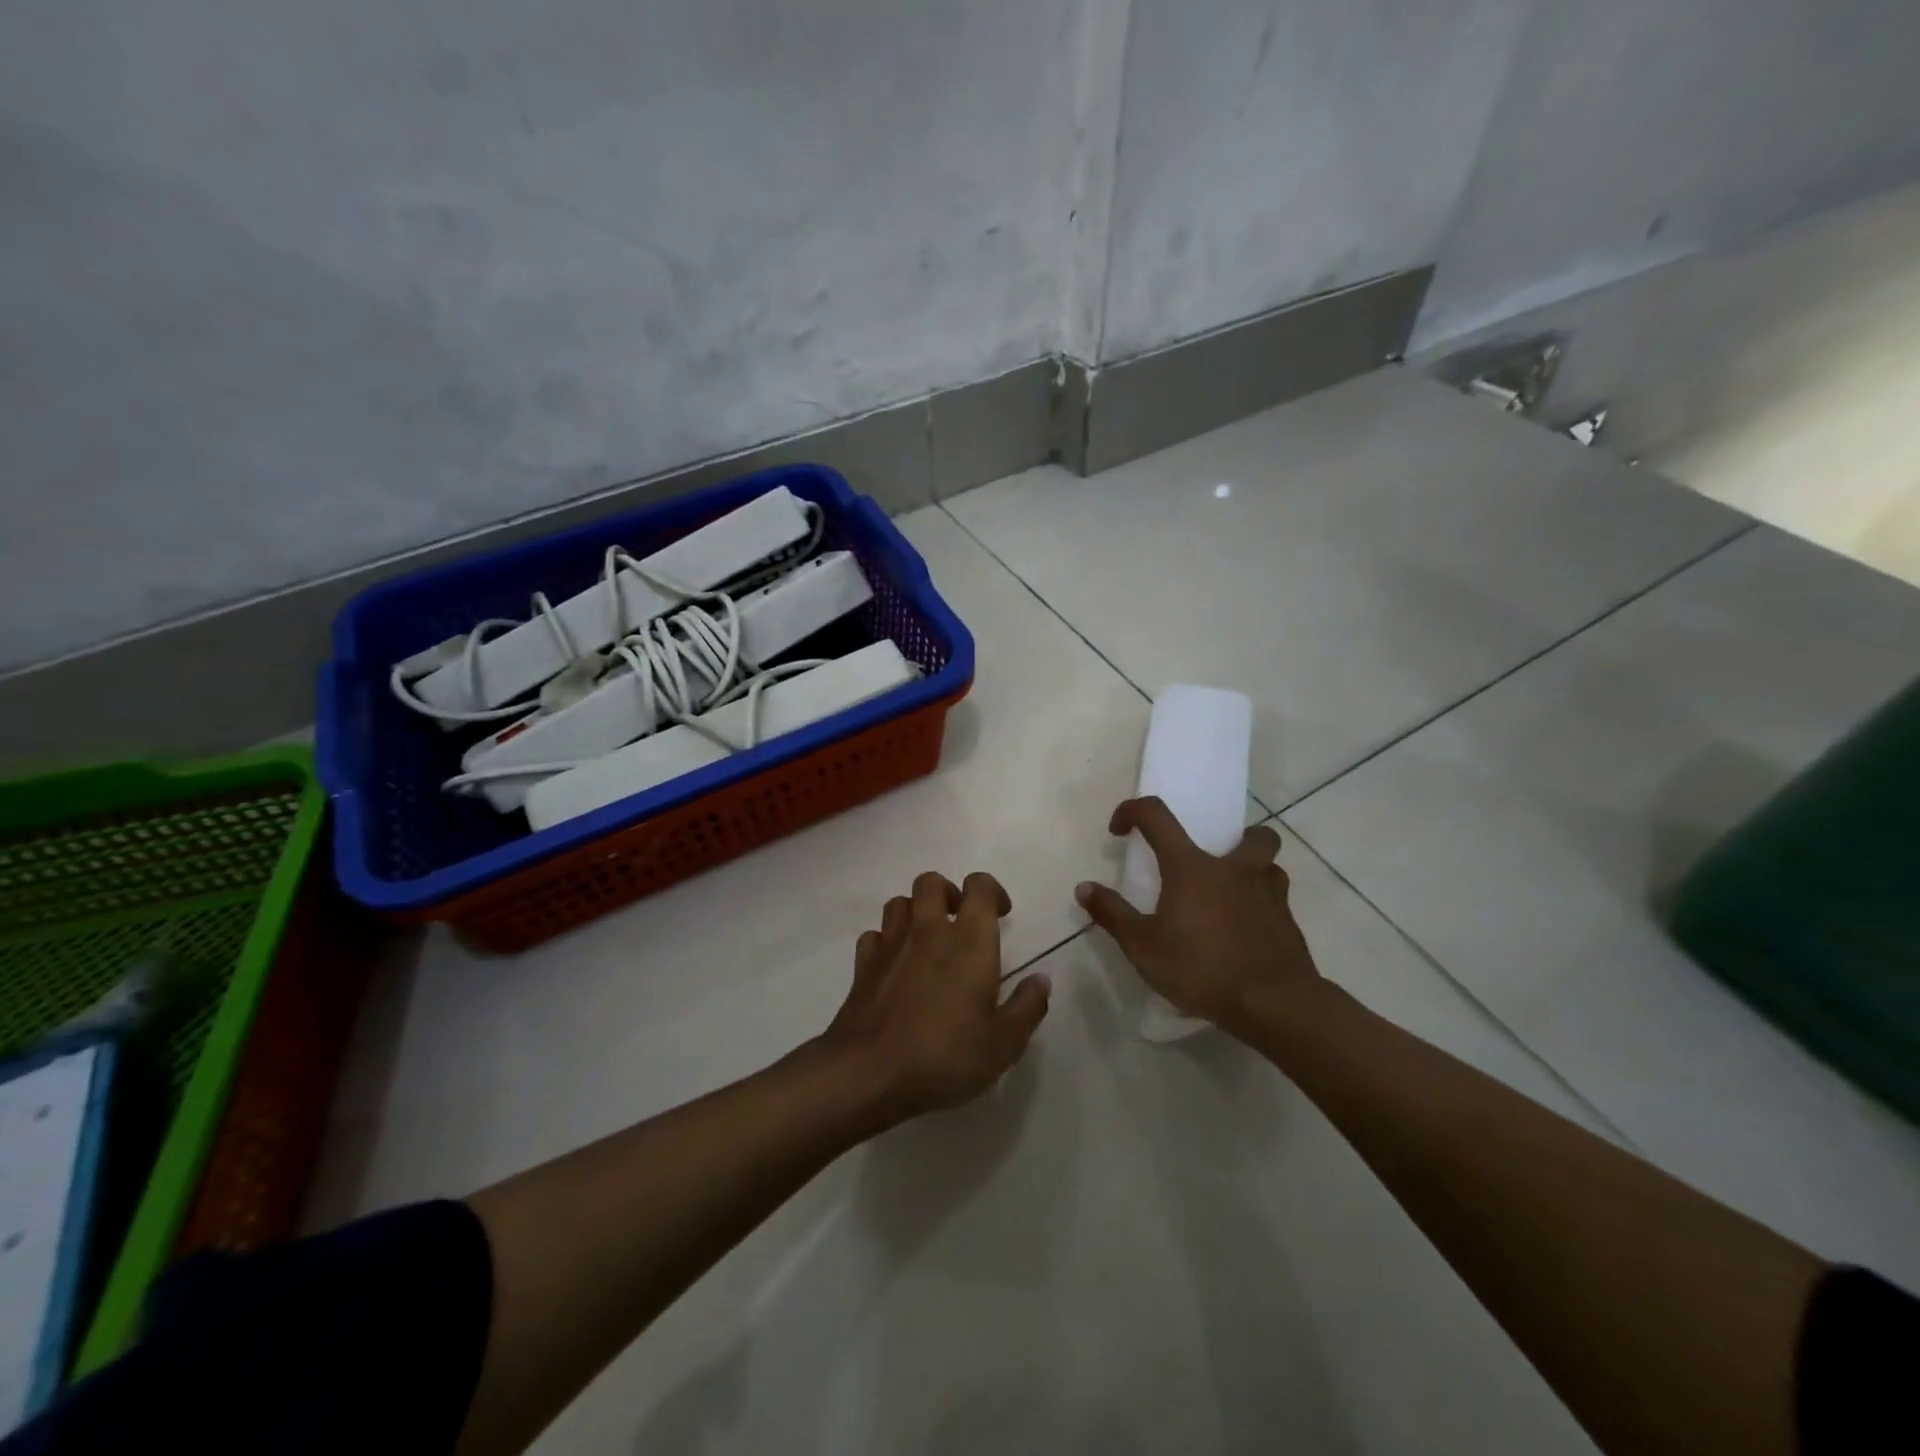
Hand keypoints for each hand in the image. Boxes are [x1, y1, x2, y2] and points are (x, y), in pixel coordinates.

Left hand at [822, 871, 1050, 1123]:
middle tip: (960, 921)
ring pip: (900, 903)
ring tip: (927, 942)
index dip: (991, 891)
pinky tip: (895, 965)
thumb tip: (1041, 979)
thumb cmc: (945, 1055)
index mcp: (969, 941)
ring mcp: (891, 945)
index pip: (979, 886)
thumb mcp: (1003, 1044)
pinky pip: (874, 935)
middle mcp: (928, 930)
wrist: (870, 1072)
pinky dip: (886, 941)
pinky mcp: (863, 965)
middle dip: (948, 892)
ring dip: (915, 912)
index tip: (1001, 915)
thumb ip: (1027, 1007)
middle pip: (931, 882)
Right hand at [1076, 797, 1319, 1040]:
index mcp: (1192, 866)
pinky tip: (1246, 934)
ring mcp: (1269, 893)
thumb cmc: (1201, 968)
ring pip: (1270, 865)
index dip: (1133, 811)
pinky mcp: (1289, 922)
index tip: (1120, 830)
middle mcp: (1234, 868)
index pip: (1157, 815)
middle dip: (1233, 837)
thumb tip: (1084, 888)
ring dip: (1253, 871)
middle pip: (1249, 833)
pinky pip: (1276, 901)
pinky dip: (1261, 907)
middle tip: (1212, 862)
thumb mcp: (1143, 947)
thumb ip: (1113, 914)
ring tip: (1231, 897)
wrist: (1274, 1004)